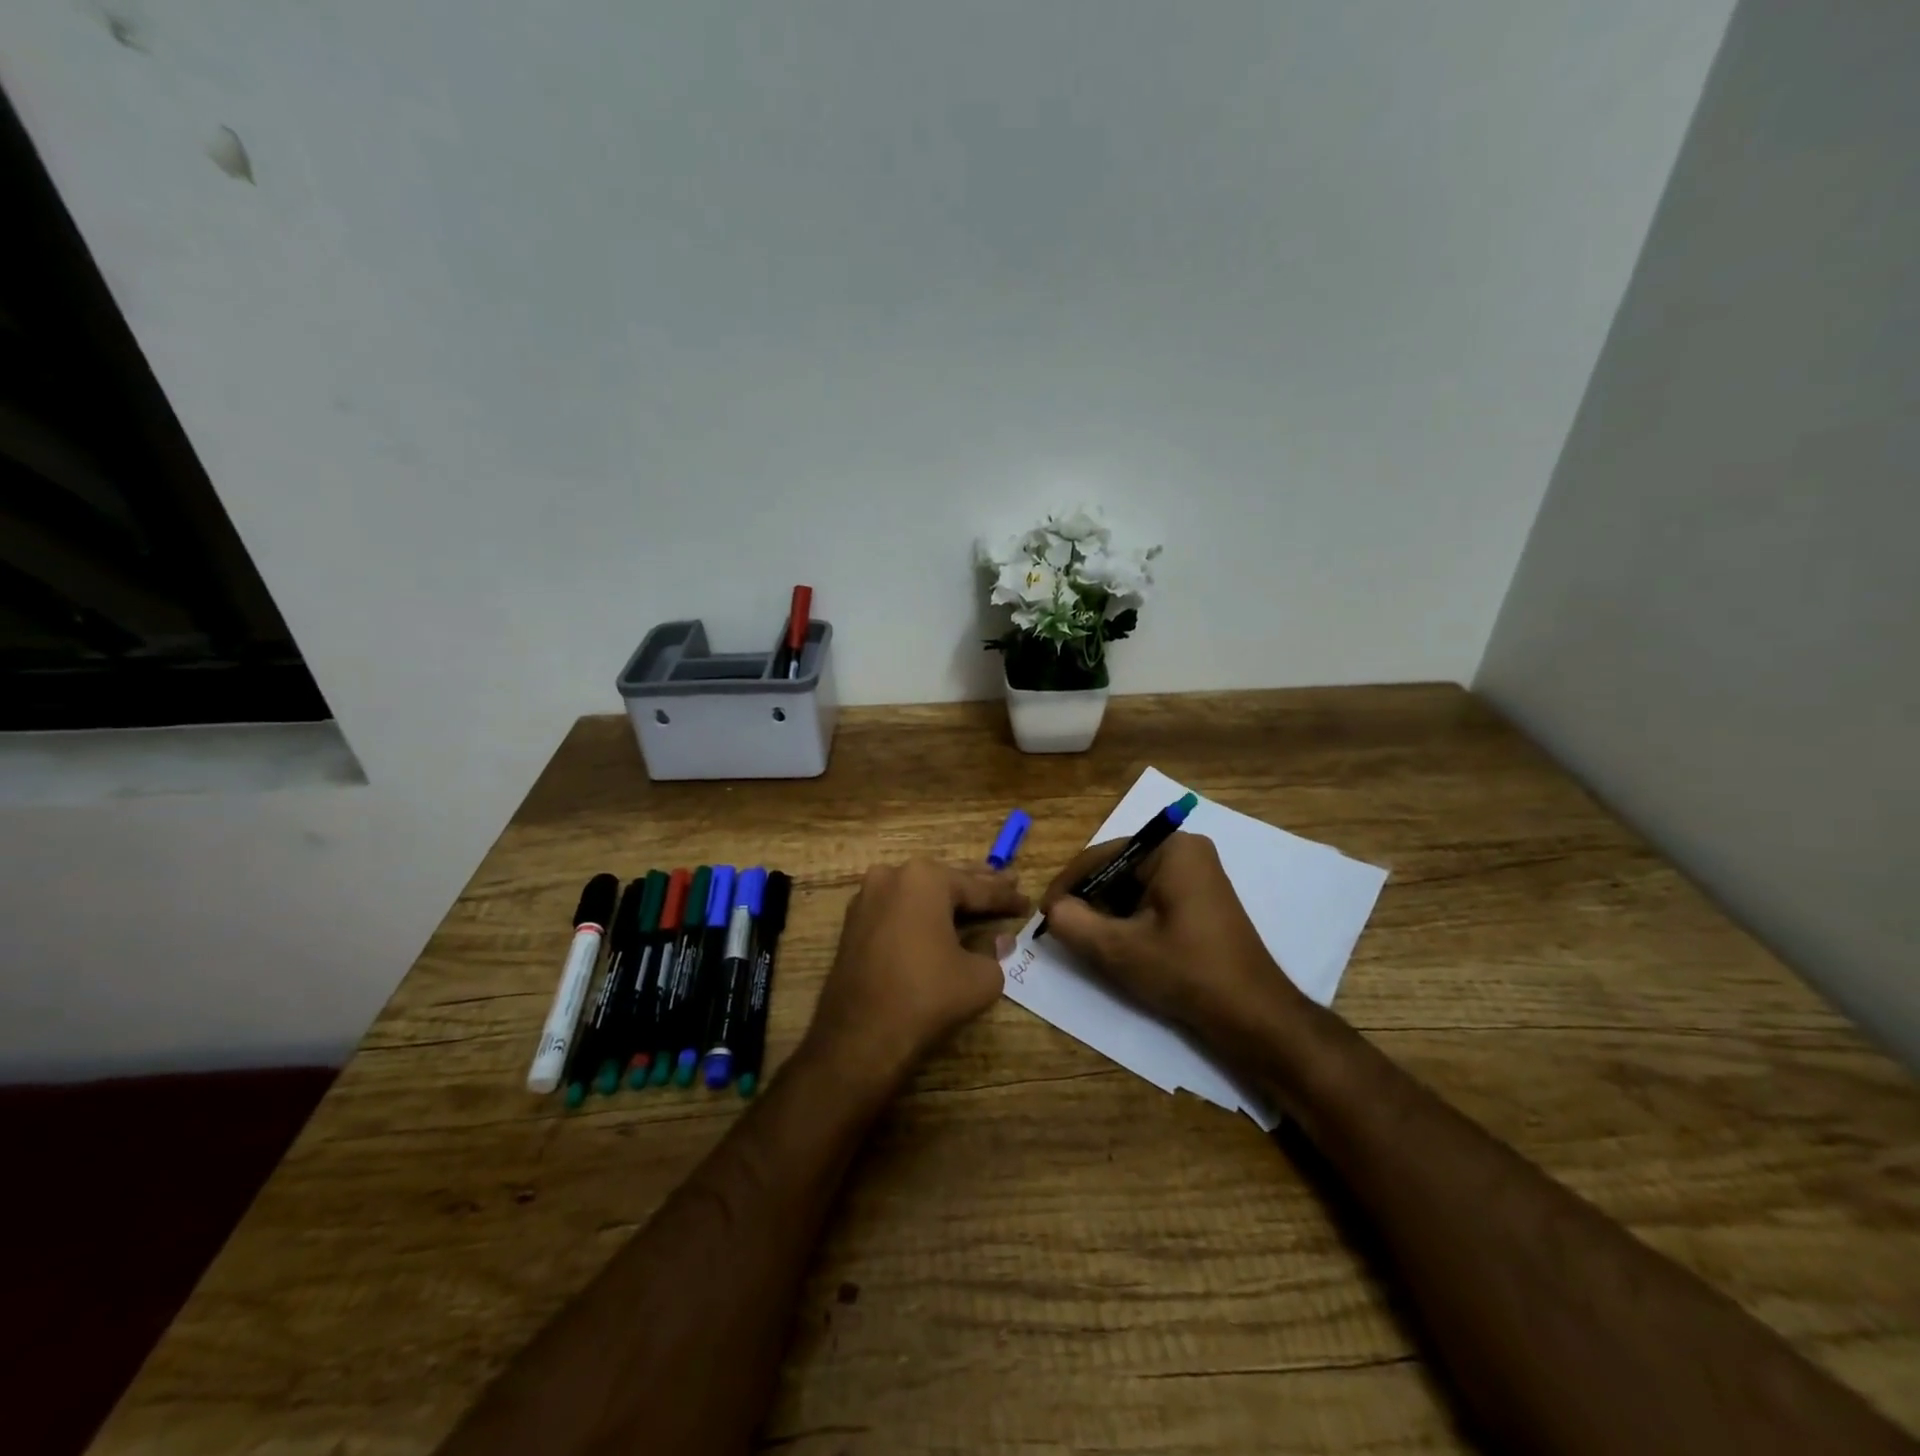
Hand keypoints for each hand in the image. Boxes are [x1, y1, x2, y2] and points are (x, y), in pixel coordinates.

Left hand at [807, 860, 1028, 1085]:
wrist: (860, 1036)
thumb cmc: (926, 996)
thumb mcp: (980, 976)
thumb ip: (994, 951)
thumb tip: (999, 940)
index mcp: (925, 878)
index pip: (977, 887)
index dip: (1006, 897)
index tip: (1027, 901)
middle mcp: (892, 876)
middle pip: (946, 881)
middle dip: (978, 885)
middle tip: (1008, 882)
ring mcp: (867, 897)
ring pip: (919, 892)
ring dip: (947, 898)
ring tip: (977, 897)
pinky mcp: (854, 923)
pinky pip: (899, 909)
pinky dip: (921, 913)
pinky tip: (940, 919)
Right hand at [1040, 833, 1305, 1035]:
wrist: (1254, 1016)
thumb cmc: (1187, 972)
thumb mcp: (1119, 949)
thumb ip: (1074, 923)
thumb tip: (1053, 909)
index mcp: (1171, 850)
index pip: (1102, 856)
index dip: (1068, 885)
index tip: (1044, 915)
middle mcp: (1185, 852)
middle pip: (1118, 870)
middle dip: (1090, 900)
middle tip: (1065, 931)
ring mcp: (1197, 875)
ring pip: (1132, 887)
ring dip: (1108, 913)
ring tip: (1089, 942)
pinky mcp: (1200, 900)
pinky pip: (1152, 899)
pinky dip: (1131, 920)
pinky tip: (1120, 946)